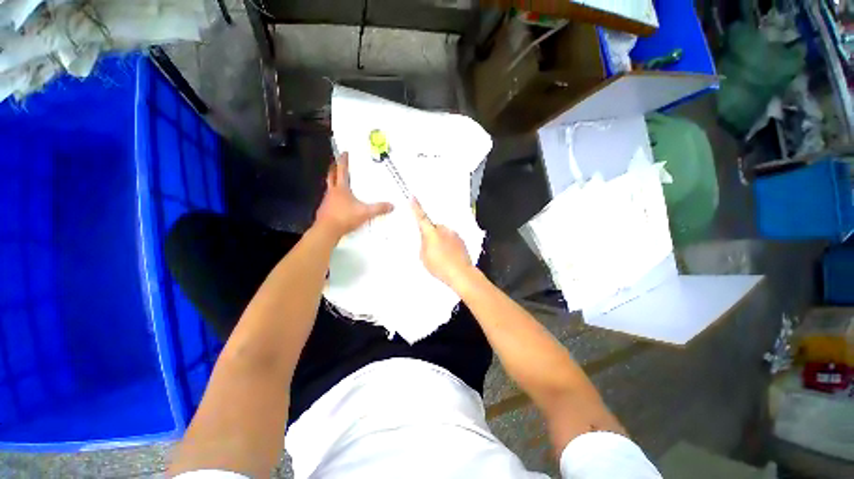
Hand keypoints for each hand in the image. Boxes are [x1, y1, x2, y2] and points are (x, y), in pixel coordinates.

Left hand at [315, 152, 393, 238]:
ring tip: (340, 183)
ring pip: (329, 187)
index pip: (342, 170)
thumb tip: (392, 205)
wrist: (327, 230)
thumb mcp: (365, 212)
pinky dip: (334, 197)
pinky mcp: (324, 209)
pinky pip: (330, 199)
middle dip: (334, 168)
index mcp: (341, 188)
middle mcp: (332, 191)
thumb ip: (379, 208)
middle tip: (338, 163)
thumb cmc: (345, 217)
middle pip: (331, 175)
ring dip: (333, 182)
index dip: (343, 160)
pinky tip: (339, 202)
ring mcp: (326, 200)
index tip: (344, 152)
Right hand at [412, 199, 473, 286]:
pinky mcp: (460, 239)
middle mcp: (443, 230)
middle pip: (434, 227)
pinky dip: (449, 244)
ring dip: (441, 240)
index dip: (416, 207)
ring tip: (441, 255)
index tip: (413, 198)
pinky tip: (449, 255)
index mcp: (431, 233)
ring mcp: (453, 234)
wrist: (460, 273)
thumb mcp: (424, 257)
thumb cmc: (440, 266)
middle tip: (430, 248)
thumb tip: (425, 240)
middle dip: (431, 234)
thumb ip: (423, 245)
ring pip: (443, 233)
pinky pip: (451, 238)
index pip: (421, 217)